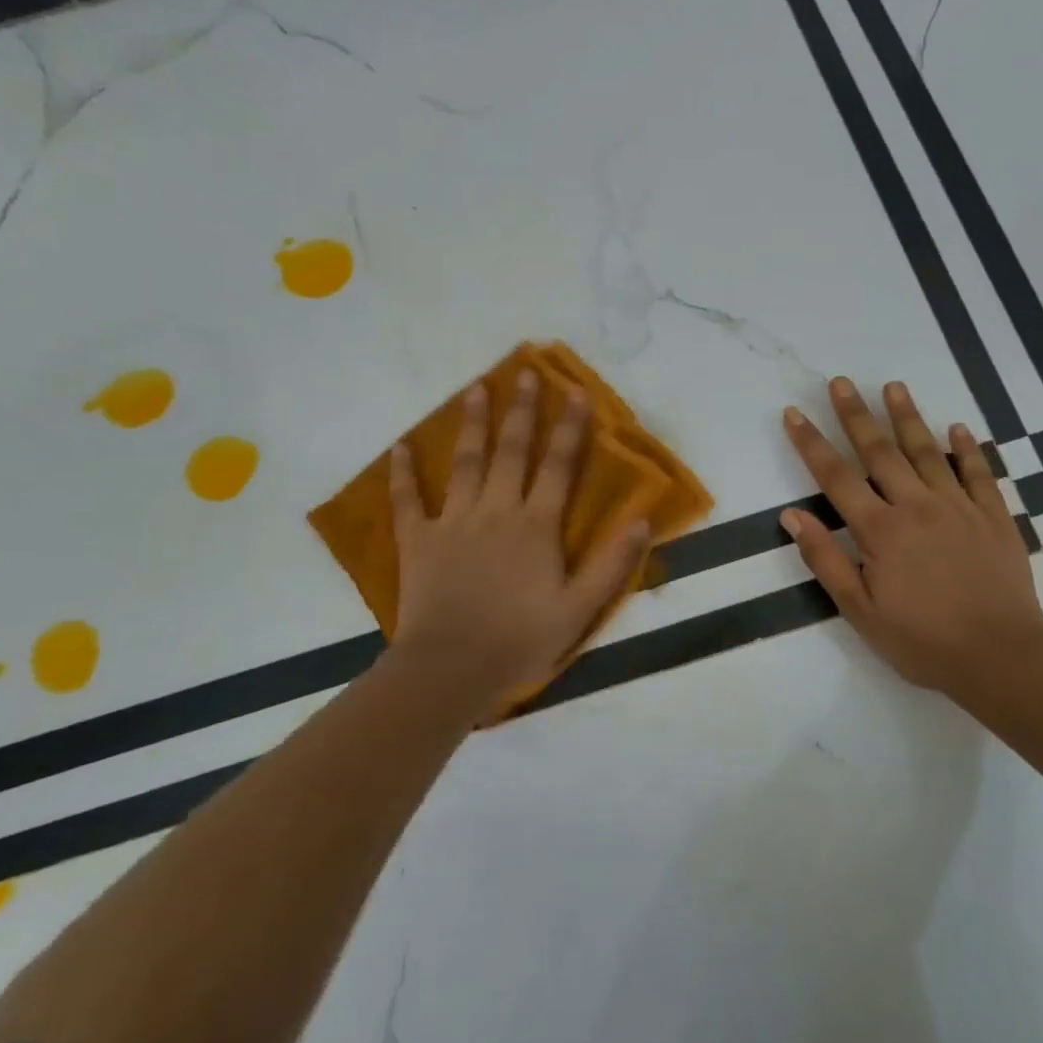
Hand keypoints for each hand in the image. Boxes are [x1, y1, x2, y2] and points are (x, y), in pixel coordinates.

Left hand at [389, 370, 649, 713]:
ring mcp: (453, 522)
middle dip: (521, 411)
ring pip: (465, 462)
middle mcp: (497, 511)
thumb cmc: (520, 640)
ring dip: (472, 424)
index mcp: (536, 525)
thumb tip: (643, 521)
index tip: (576, 393)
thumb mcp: (580, 609)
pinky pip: (407, 501)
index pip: (559, 466)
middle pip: (511, 451)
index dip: (570, 429)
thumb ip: (612, 564)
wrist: (451, 669)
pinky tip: (399, 447)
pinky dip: (402, 474)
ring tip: (475, 388)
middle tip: (525, 373)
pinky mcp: (418, 541)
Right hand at [780, 377, 1042, 697]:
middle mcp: (917, 506)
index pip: (836, 477)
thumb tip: (792, 516)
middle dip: (856, 414)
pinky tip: (959, 428)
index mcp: (881, 530)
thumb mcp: (860, 610)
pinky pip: (980, 474)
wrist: (1002, 658)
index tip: (793, 413)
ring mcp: (959, 508)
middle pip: (880, 451)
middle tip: (840, 382)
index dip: (811, 443)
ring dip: (908, 417)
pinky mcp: (994, 518)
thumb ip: (825, 559)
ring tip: (893, 386)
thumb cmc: (923, 640)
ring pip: (929, 452)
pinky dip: (969, 449)